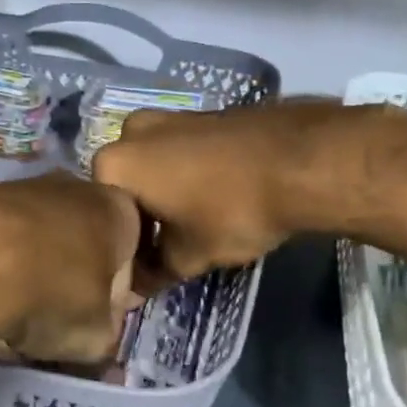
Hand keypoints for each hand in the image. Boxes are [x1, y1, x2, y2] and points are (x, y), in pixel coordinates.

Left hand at [0, 172, 142, 365]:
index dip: (115, 293)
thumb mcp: (97, 336)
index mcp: (119, 212)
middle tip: (53, 314)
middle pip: (82, 238)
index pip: (131, 255)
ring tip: (10, 307)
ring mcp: (22, 185)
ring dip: (30, 266)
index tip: (95, 319)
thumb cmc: (52, 297)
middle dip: (71, 273)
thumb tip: (98, 330)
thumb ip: (106, 331)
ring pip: (37, 234)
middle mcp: (75, 186)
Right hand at [92, 100, 339, 287]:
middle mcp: (131, 131)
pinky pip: (181, 152)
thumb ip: (153, 274)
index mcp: (114, 164)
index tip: (144, 269)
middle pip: (126, 187)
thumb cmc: (231, 210)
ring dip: (165, 196)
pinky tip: (213, 199)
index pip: (103, 216)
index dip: (123, 249)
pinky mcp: (203, 113)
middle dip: (142, 218)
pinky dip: (188, 176)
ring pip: (154, 167)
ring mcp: (169, 115)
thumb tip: (133, 293)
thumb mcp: (188, 256)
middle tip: (167, 249)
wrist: (303, 160)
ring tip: (192, 225)